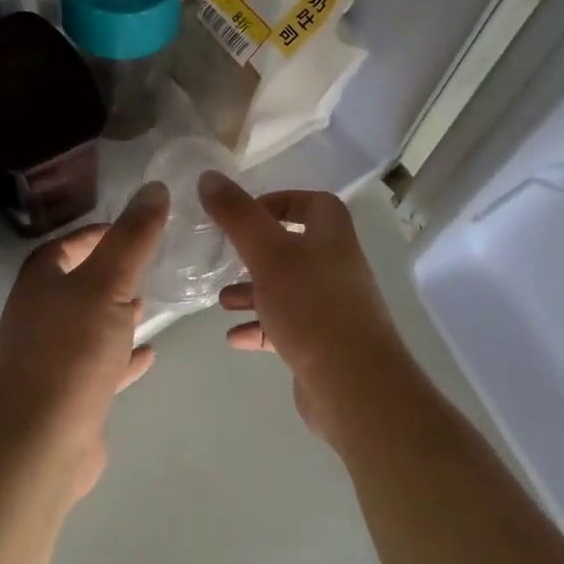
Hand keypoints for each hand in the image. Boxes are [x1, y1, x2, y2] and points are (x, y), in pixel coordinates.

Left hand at [0, 181, 169, 500]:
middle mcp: (38, 316)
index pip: (65, 245)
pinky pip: (99, 365)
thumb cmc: (72, 351)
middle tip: (146, 264)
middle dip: (108, 273)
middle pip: (75, 284)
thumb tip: (154, 187)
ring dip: (115, 313)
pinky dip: (121, 356)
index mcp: (40, 283)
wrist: (40, 443)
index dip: (95, 234)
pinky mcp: (66, 395)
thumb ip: (133, 238)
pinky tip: (148, 354)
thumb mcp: (109, 284)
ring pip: (87, 324)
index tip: (132, 228)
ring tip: (149, 304)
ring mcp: (50, 358)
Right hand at [199, 172, 413, 445]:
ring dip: (253, 291)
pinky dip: (260, 327)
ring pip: (287, 289)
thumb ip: (237, 214)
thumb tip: (209, 177)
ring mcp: (332, 307)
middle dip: (256, 252)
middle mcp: (337, 265)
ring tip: (221, 300)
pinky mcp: (323, 344)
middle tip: (225, 257)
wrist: (355, 385)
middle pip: (294, 247)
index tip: (243, 215)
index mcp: (332, 235)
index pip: (310, 202)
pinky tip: (233, 336)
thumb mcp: (267, 252)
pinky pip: (286, 326)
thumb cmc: (311, 306)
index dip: (277, 202)